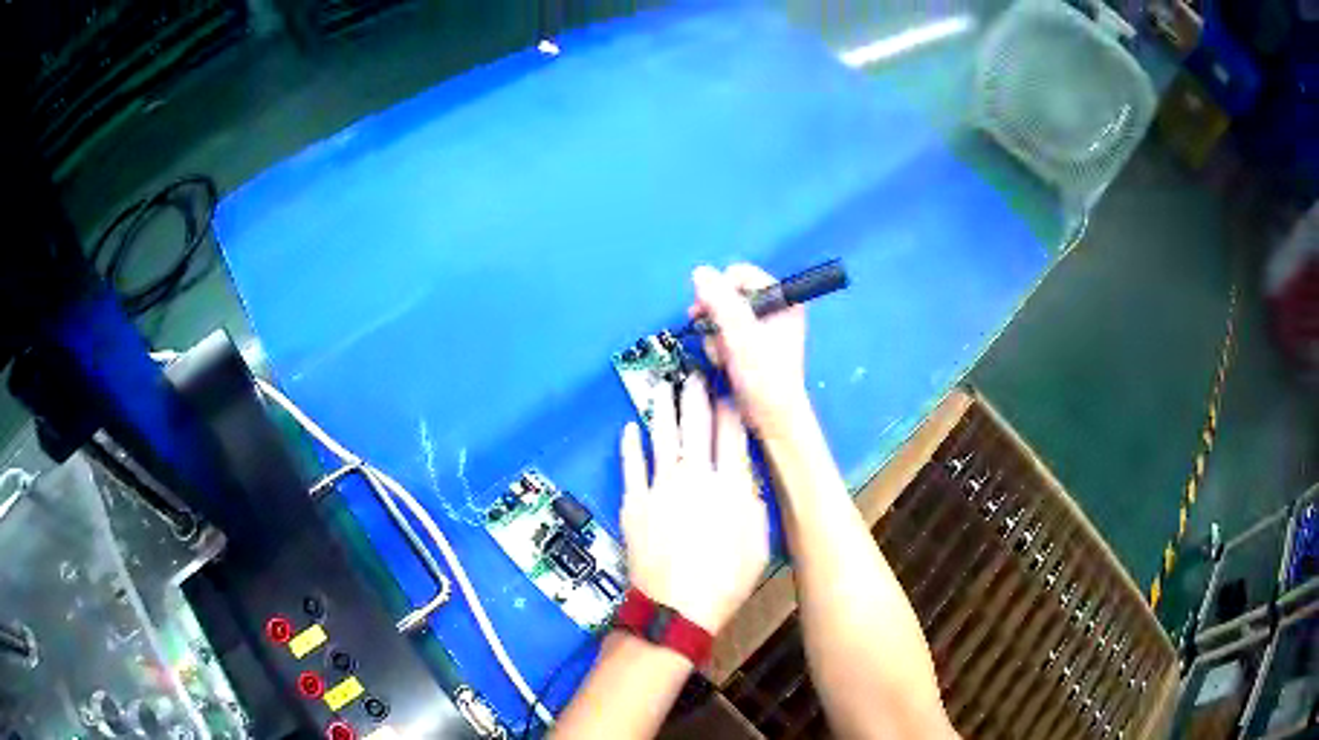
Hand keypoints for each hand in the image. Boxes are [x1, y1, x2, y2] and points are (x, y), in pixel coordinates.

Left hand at [619, 373, 769, 634]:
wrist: (678, 606)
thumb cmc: (726, 580)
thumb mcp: (759, 542)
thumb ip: (754, 502)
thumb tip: (746, 474)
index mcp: (730, 485)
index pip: (732, 433)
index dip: (730, 405)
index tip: (728, 386)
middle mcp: (696, 475)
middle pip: (696, 425)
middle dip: (697, 394)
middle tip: (695, 372)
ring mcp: (660, 486)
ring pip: (663, 436)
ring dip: (664, 408)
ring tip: (664, 385)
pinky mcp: (634, 501)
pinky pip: (631, 465)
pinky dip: (630, 444)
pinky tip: (630, 427)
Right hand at [691, 264, 808, 437]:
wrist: (772, 416)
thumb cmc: (764, 376)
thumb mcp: (741, 335)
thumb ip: (721, 302)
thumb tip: (700, 272)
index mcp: (783, 297)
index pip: (740, 274)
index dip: (720, 290)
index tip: (707, 312)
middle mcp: (774, 306)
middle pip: (728, 294)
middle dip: (716, 319)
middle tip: (717, 339)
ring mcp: (762, 324)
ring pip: (721, 315)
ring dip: (716, 336)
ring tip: (725, 357)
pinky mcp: (752, 342)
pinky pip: (724, 332)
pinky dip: (719, 346)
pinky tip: (726, 362)